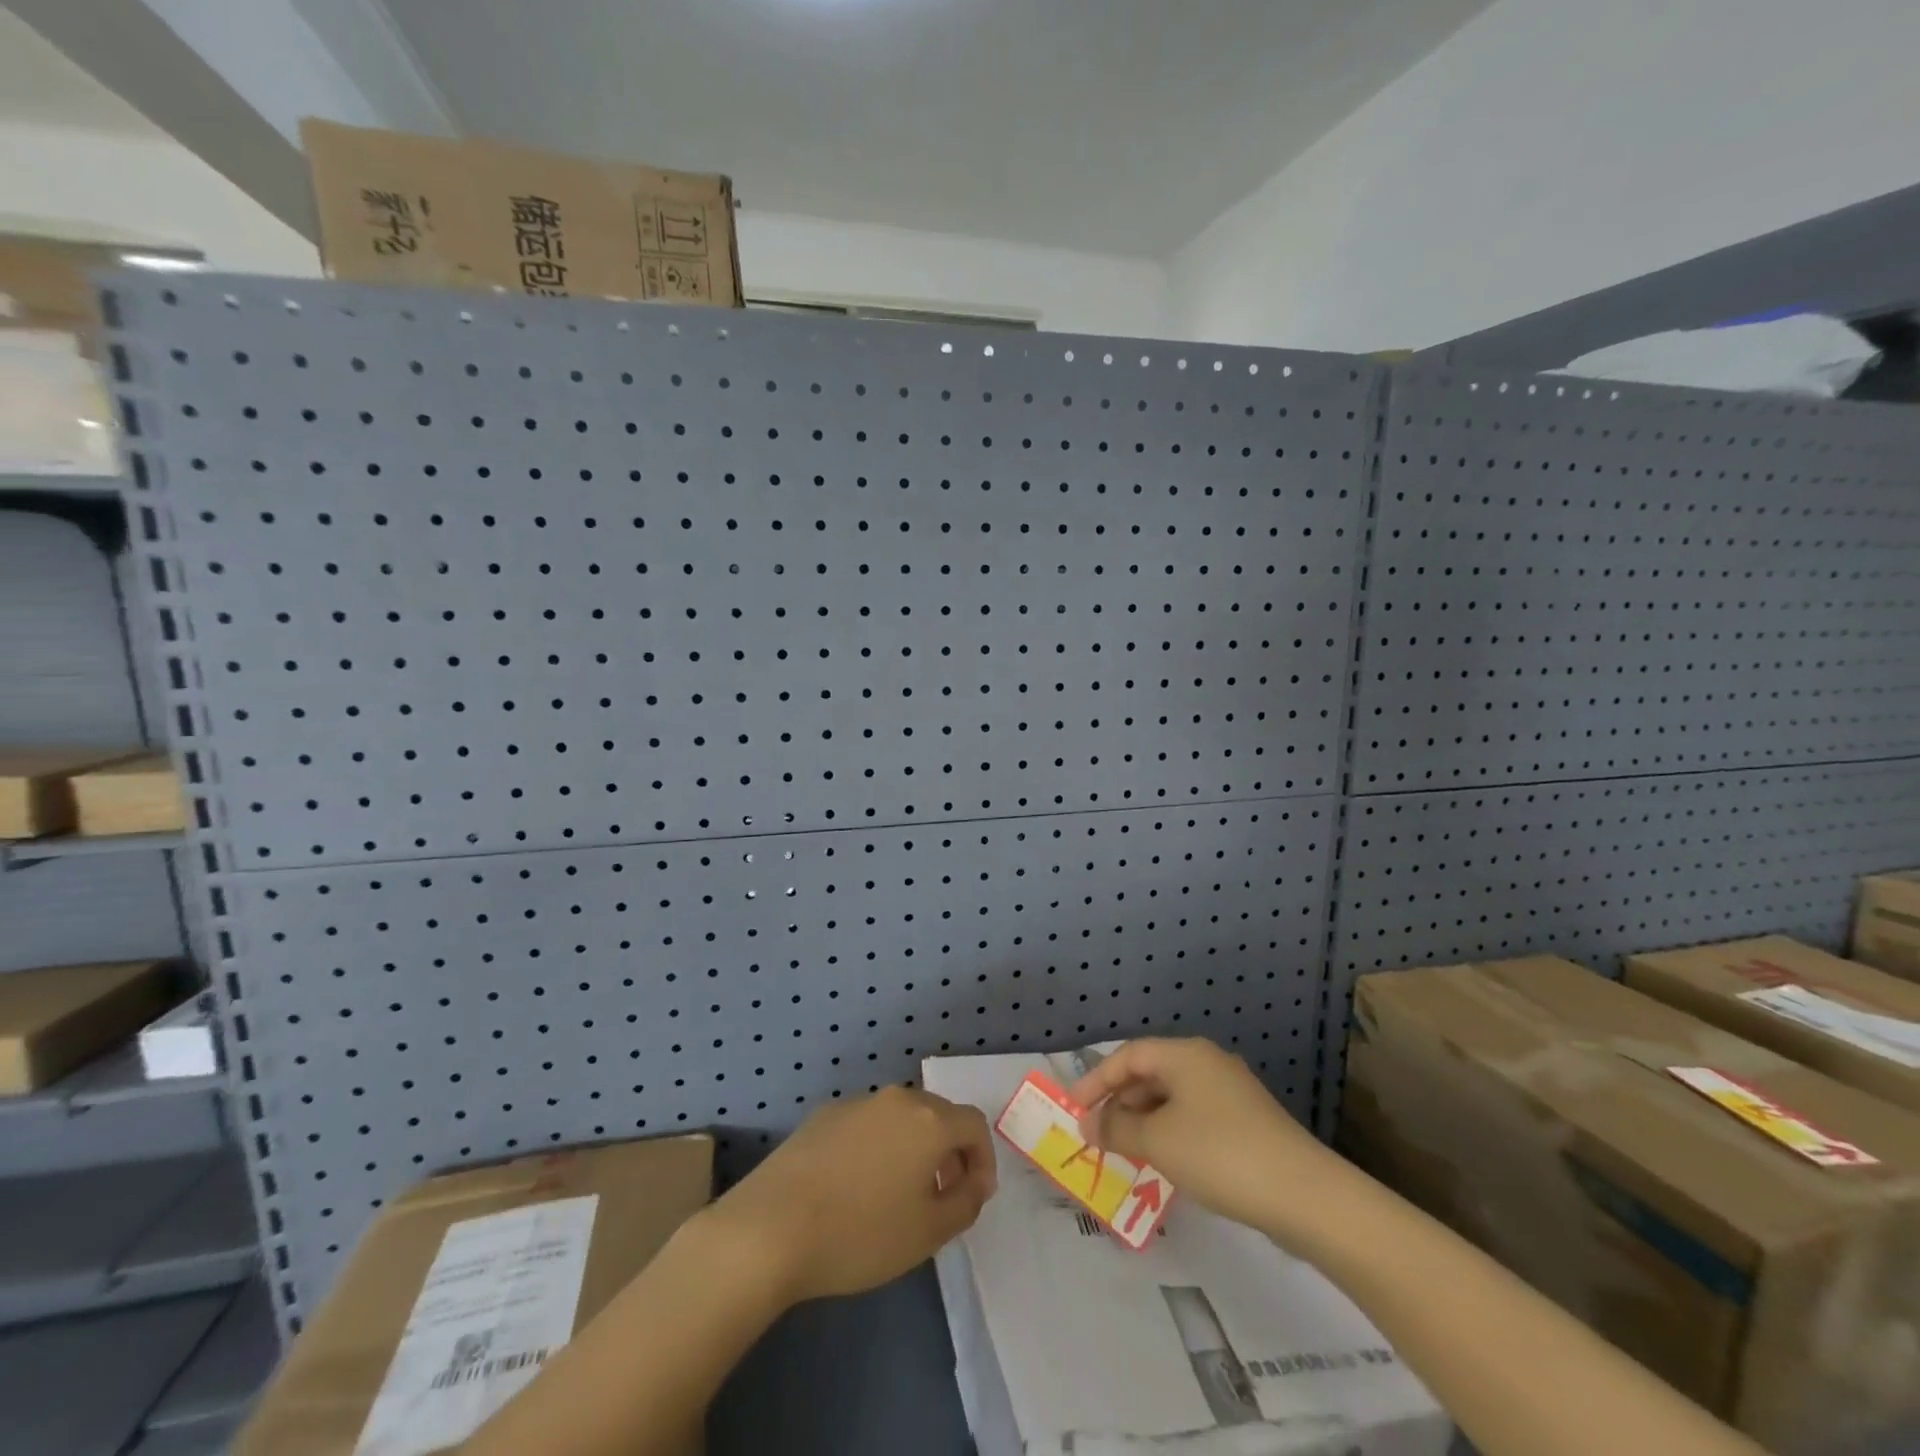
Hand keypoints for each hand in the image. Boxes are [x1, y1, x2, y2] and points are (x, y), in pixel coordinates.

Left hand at [705, 1086, 996, 1305]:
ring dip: (913, 1148)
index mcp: (929, 1120)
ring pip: (901, 1118)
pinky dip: (878, 1146)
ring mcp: (857, 1102)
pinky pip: (867, 1124)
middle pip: (938, 1115)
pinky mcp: (824, 1114)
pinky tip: (856, 1186)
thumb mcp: (928, 1232)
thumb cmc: (860, 1233)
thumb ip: (964, 1202)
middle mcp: (896, 1099)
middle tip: (942, 1196)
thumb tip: (973, 1181)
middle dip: (949, 1152)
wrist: (771, 1227)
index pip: (974, 1125)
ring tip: (899, 1194)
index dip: (983, 1159)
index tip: (974, 1197)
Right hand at [1069, 1038, 1328, 1229]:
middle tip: (1098, 1133)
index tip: (1074, 1109)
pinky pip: (1194, 1116)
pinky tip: (1165, 1161)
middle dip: (1120, 1101)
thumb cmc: (1219, 1154)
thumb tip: (1089, 1124)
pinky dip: (1170, 1131)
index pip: (1128, 1055)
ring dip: (1144, 1119)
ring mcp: (1231, 1092)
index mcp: (1185, 1054)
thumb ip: (1117, 1128)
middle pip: (1151, 1072)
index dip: (1096, 1079)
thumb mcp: (1157, 1141)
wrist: (1304, 1195)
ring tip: (1126, 1150)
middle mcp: (1207, 1062)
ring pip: (1173, 1097)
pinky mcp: (1247, 1121)